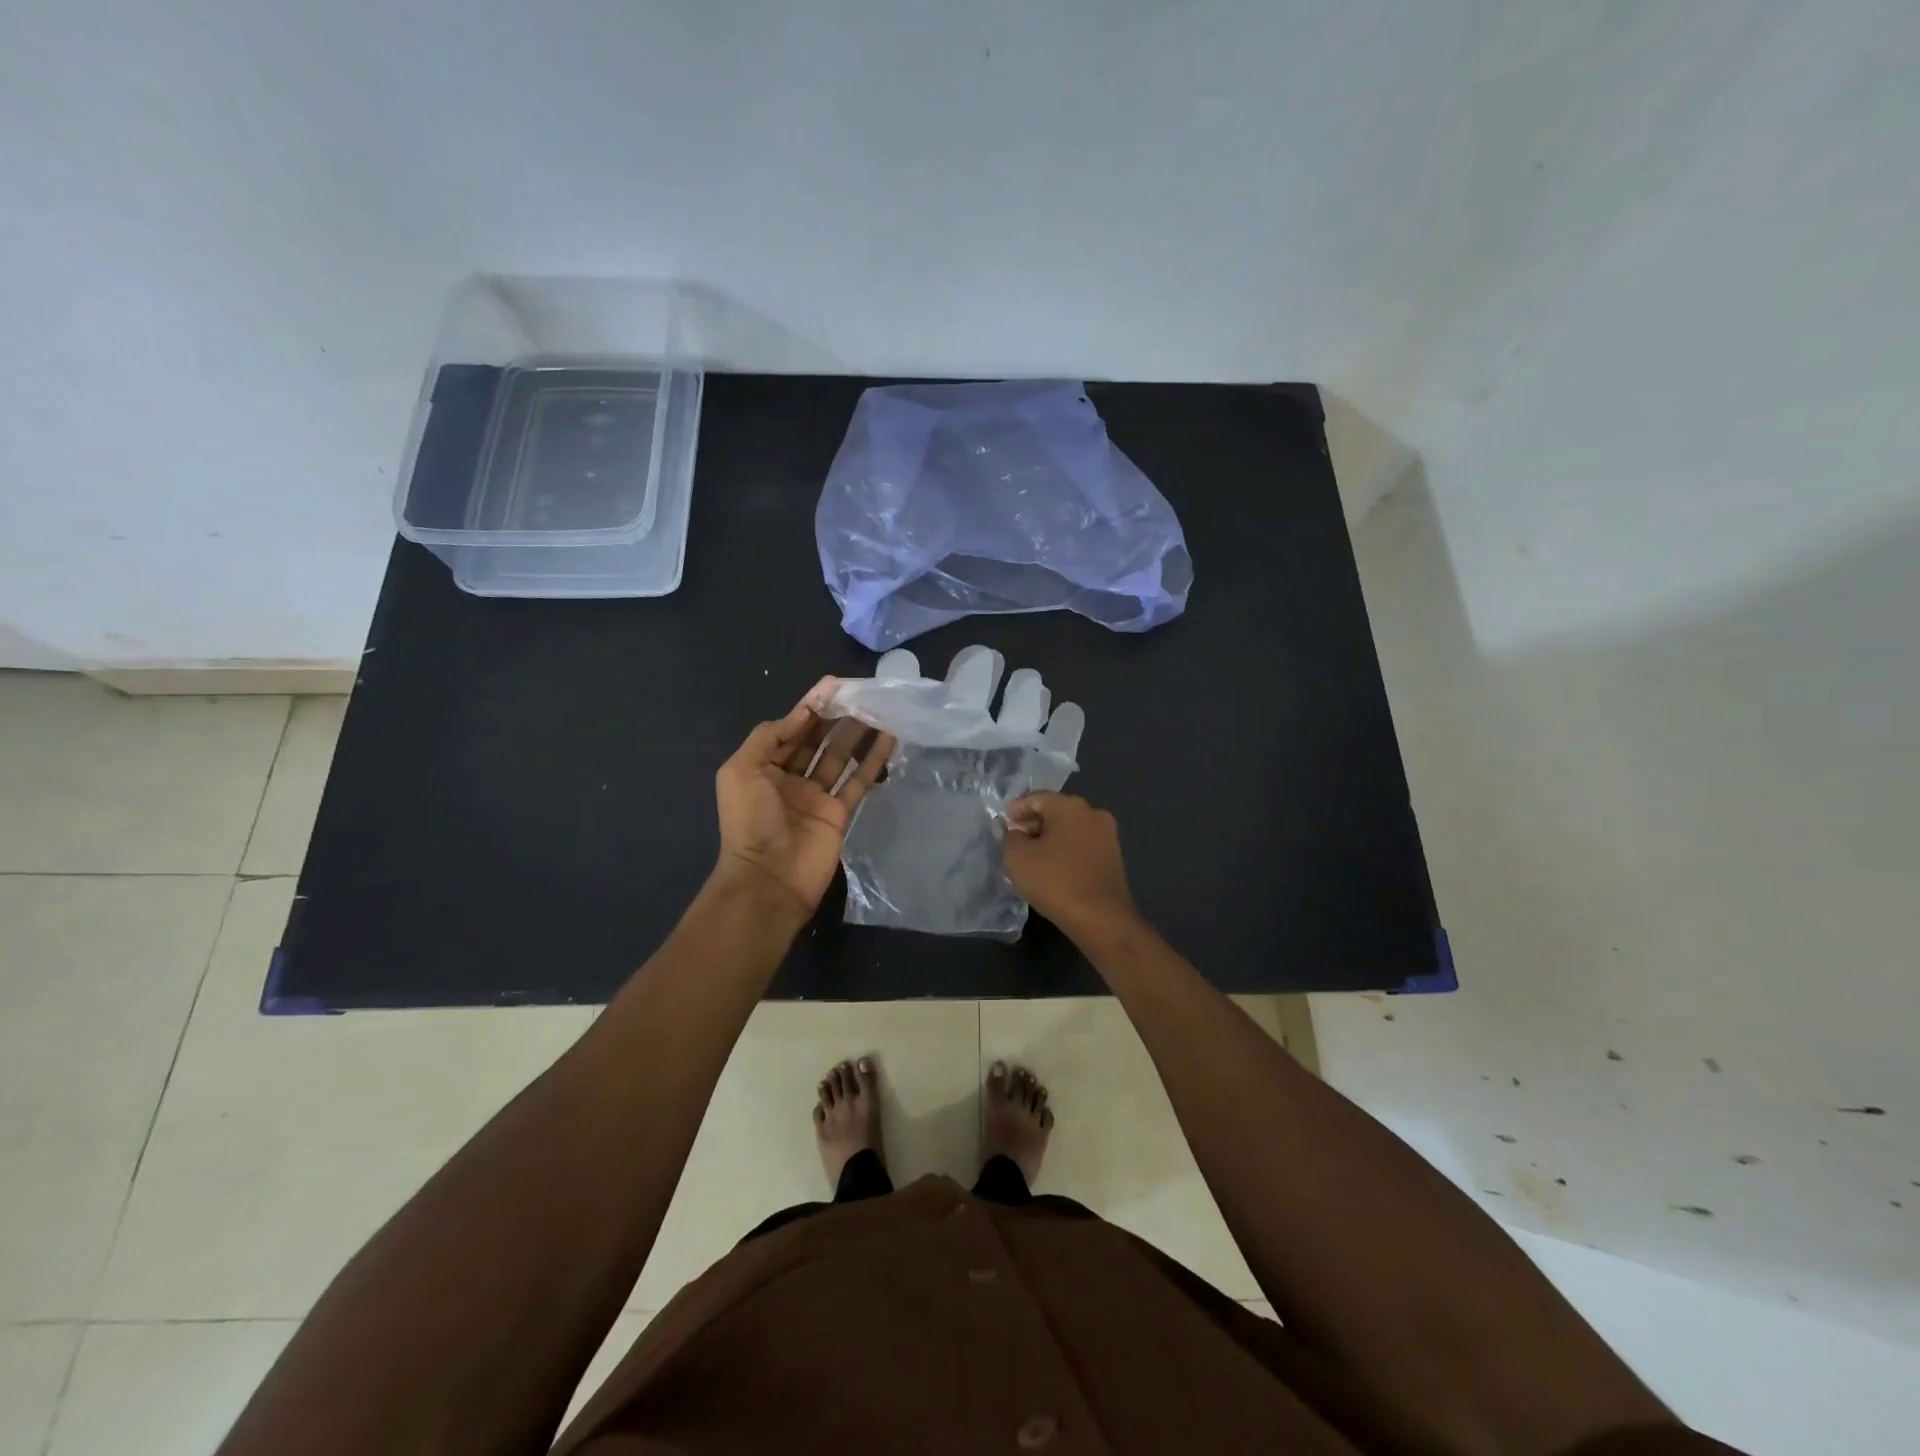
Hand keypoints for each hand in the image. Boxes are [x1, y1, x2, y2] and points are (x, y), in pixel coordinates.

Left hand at [711, 681, 895, 918]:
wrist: (769, 879)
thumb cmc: (750, 821)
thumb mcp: (742, 771)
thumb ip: (768, 737)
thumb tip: (800, 714)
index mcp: (763, 767)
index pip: (790, 729)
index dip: (809, 707)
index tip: (833, 685)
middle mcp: (789, 778)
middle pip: (816, 740)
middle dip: (835, 716)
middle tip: (860, 693)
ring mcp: (816, 796)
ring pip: (839, 756)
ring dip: (856, 732)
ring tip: (877, 708)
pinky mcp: (840, 813)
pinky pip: (858, 780)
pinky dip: (873, 759)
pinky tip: (888, 738)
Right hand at [1003, 792, 1137, 935]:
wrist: (1101, 918)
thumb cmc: (1055, 881)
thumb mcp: (1016, 857)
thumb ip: (1009, 838)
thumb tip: (1015, 833)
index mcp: (1070, 806)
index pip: (1036, 798)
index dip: (1016, 810)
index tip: (1003, 825)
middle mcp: (1093, 813)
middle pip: (1056, 812)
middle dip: (1033, 824)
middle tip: (1015, 842)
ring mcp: (1108, 836)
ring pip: (1070, 830)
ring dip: (1050, 840)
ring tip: (1032, 859)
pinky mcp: (1114, 858)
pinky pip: (1082, 847)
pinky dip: (1066, 852)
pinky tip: (1054, 870)